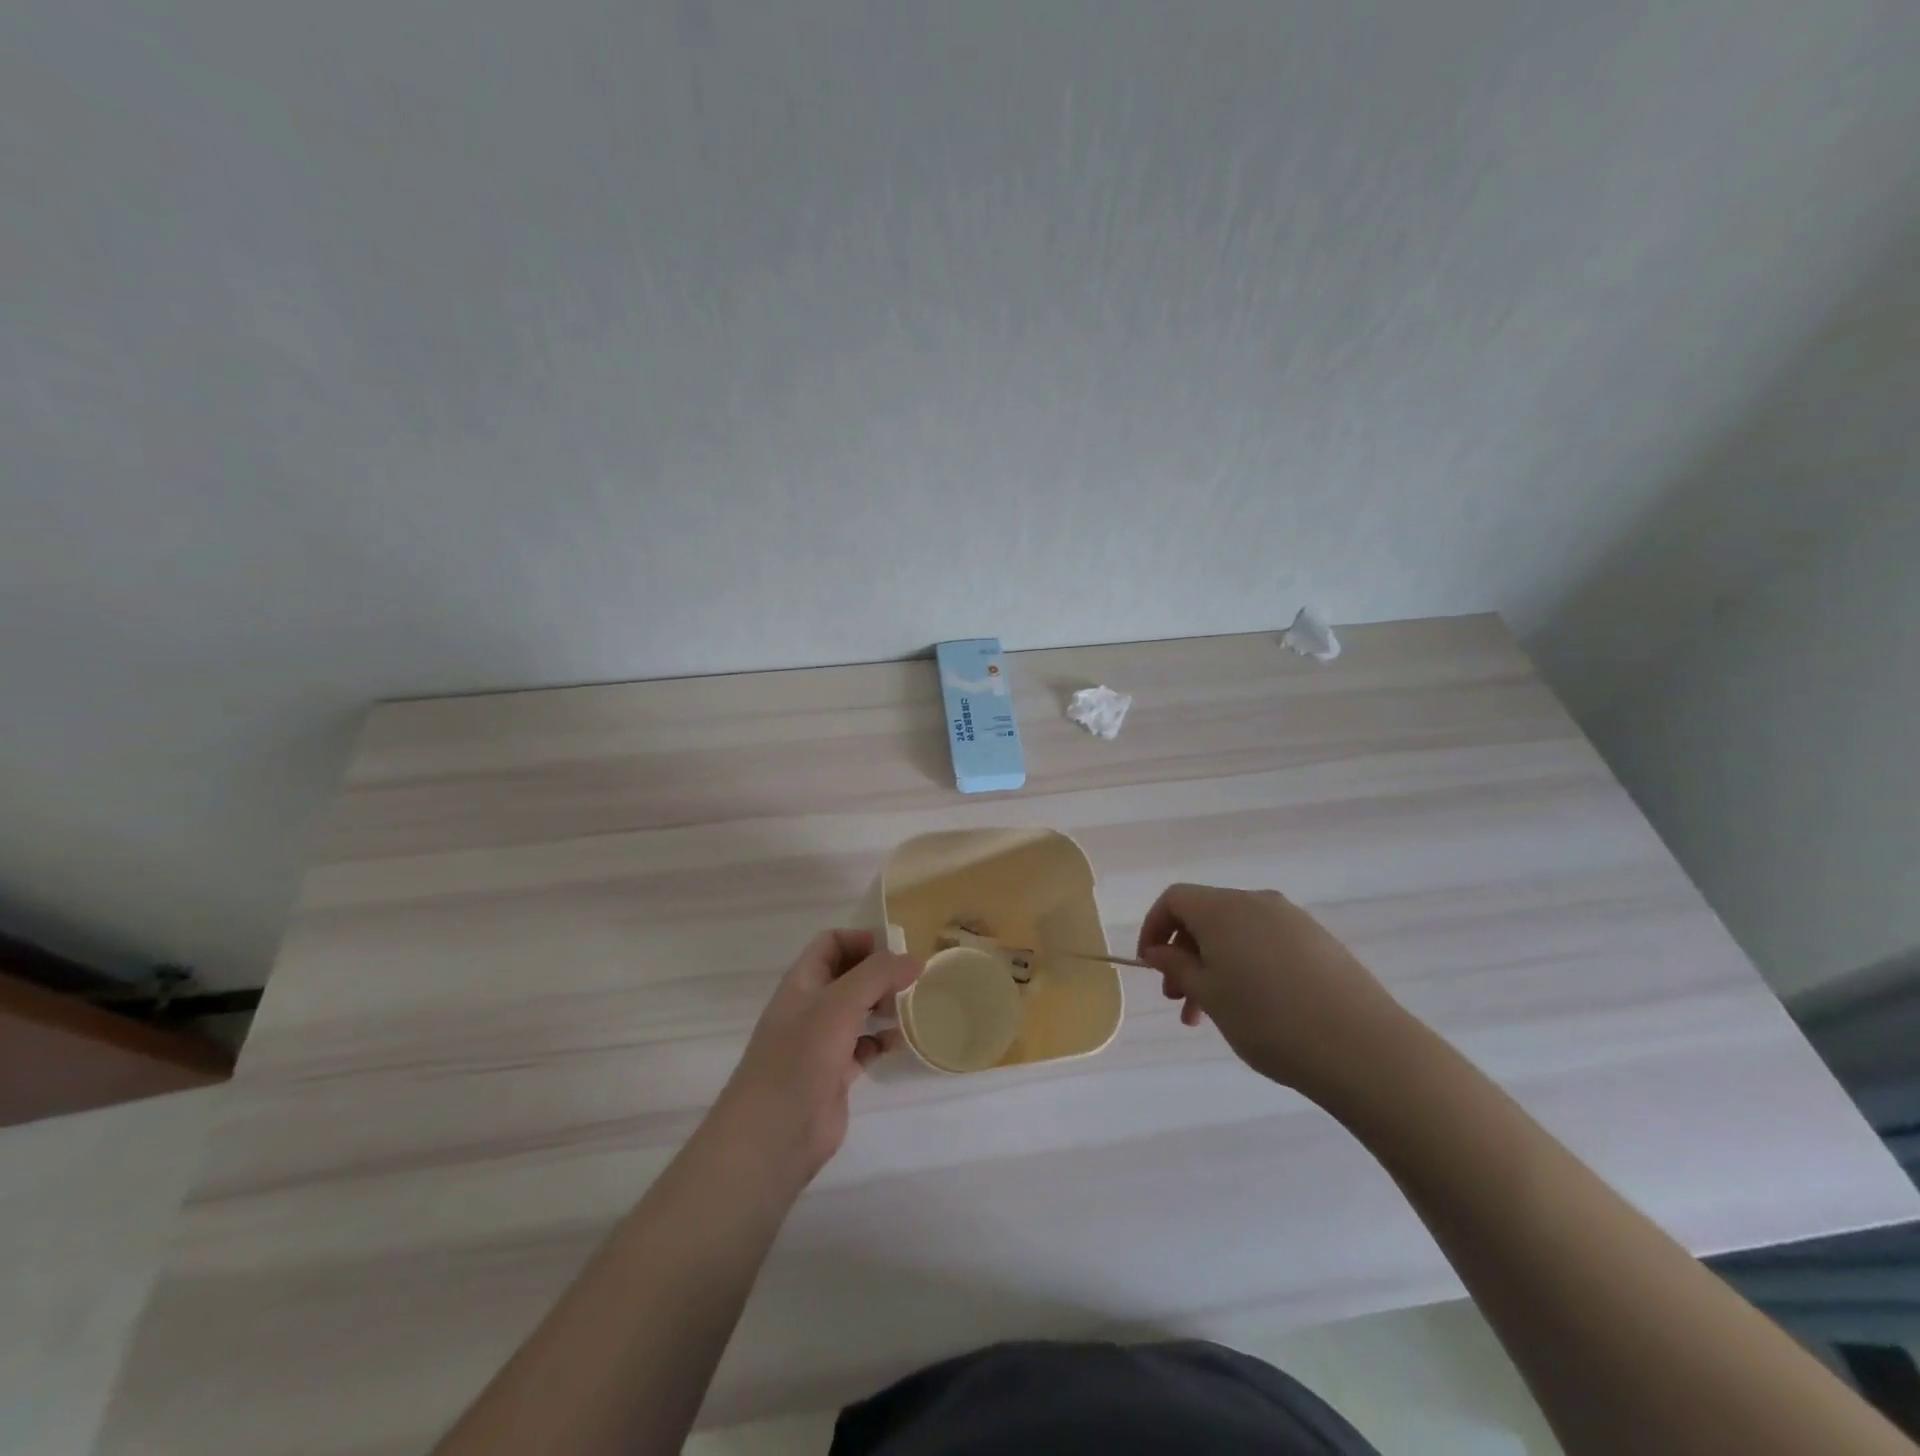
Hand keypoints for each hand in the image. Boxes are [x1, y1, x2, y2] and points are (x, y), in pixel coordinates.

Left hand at [707, 930, 919, 1190]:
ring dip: (885, 1005)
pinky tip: (900, 1043)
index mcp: (803, 981)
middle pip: (849, 976)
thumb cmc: (801, 1055)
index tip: (896, 950)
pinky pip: (864, 1046)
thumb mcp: (840, 1003)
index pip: (831, 943)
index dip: (861, 940)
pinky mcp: (835, 1073)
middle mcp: (811, 1006)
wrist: (774, 1132)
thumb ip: (878, 974)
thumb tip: (914, 959)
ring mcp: (822, 1042)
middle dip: (880, 973)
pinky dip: (882, 1041)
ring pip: (859, 1011)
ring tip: (913, 1007)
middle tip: (914, 979)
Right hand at [1136, 883, 1407, 1102]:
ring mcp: (1293, 920)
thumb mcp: (1210, 996)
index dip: (1154, 927)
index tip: (1150, 966)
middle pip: (1206, 916)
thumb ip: (1177, 967)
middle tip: (1180, 1001)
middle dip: (1184, 954)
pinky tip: (1257, 1008)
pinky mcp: (1320, 942)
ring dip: (1215, 966)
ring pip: (1237, 934)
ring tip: (1214, 1015)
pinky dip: (1247, 966)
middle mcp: (1257, 902)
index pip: (1174, 899)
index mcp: (1224, 908)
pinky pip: (1267, 944)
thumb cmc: (1269, 1020)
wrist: (1364, 1048)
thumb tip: (1160, 951)